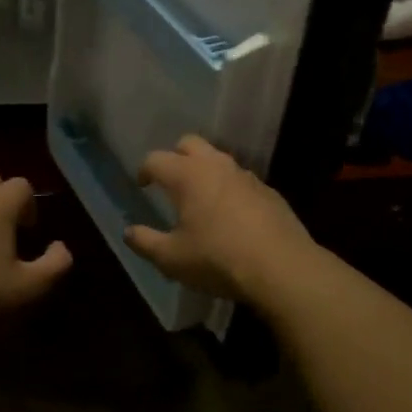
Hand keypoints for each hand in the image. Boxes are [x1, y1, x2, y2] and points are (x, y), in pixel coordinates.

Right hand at [122, 136, 317, 307]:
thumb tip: (128, 231)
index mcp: (187, 175)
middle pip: (190, 143)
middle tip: (171, 181)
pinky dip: (229, 188)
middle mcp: (216, 166)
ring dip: (205, 170)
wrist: (282, 267)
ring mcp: (246, 176)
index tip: (142, 184)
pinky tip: (231, 215)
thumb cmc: (218, 259)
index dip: (145, 169)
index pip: (156, 159)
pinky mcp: (268, 191)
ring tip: (200, 197)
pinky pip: (241, 180)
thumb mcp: (172, 258)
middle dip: (176, 156)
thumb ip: (145, 242)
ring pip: (219, 159)